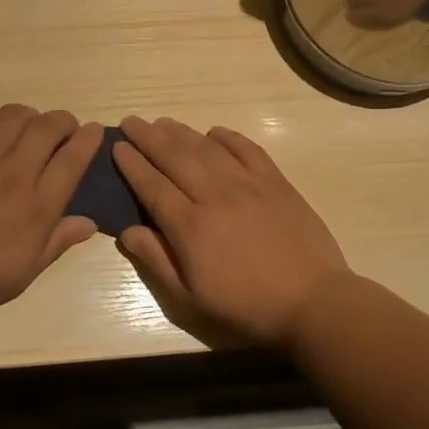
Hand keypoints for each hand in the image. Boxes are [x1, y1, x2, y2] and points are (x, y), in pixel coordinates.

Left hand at [0, 105, 100, 334]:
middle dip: (63, 120)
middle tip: (63, 128)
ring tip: (26, 127)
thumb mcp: (25, 272)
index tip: (94, 131)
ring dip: (28, 116)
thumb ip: (58, 241)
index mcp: (37, 207)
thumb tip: (89, 222)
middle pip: (47, 127)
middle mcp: (13, 174)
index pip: (73, 159)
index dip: (89, 139)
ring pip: (13, 115)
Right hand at [114, 116, 348, 352]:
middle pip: (174, 157)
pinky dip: (228, 137)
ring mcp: (248, 185)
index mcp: (190, 227)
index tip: (116, 147)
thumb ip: (156, 262)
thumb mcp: (190, 300)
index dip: (132, 164)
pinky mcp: (276, 183)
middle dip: (148, 137)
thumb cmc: (246, 307)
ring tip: (162, 121)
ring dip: (181, 132)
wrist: (312, 302)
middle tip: (131, 121)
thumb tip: (126, 231)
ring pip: (206, 148)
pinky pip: (247, 149)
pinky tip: (214, 132)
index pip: (152, 186)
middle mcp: (214, 196)